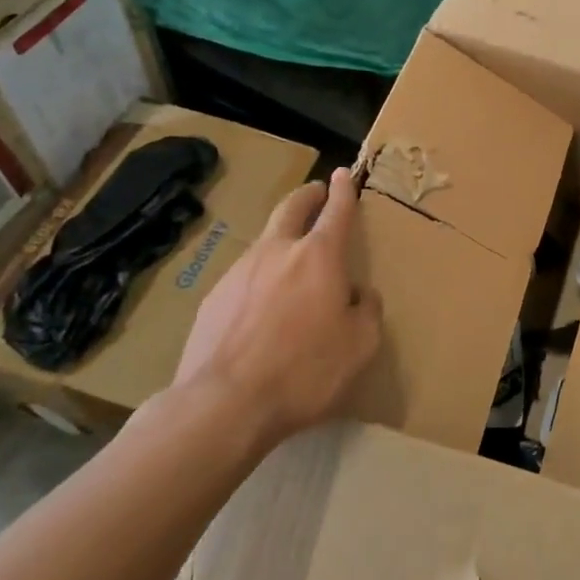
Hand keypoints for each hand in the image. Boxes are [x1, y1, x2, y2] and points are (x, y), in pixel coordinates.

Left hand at [172, 166, 381, 451]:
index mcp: (319, 256)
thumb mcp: (360, 345)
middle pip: (291, 208)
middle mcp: (277, 252)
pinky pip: (245, 276)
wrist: (224, 404)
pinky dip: (260, 277)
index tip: (344, 174)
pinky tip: (262, 307)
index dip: (343, 191)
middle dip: (307, 196)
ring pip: (265, 242)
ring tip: (292, 260)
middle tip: (316, 192)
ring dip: (282, 238)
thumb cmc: (305, 370)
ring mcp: (239, 272)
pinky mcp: (213, 298)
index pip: (336, 211)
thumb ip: (367, 310)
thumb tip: (358, 293)